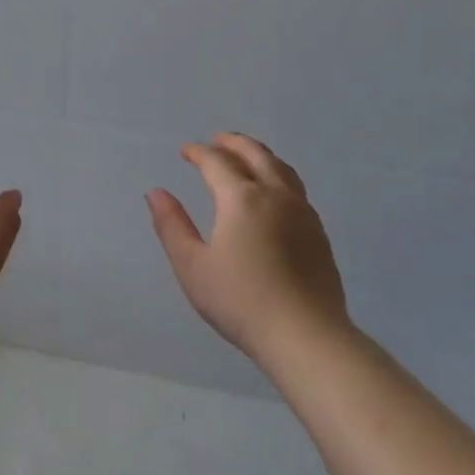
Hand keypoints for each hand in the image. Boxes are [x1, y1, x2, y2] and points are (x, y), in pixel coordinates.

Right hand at [146, 132, 350, 361]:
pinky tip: (273, 193)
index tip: (185, 150)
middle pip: (256, 155)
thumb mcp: (192, 266)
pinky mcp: (318, 233)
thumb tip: (156, 193)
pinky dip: (277, 175)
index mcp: (241, 199)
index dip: (199, 153)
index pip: (217, 163)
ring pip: (282, 169)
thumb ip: (172, 226)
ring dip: (260, 155)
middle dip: (234, 143)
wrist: (304, 334)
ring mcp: (303, 213)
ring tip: (247, 156)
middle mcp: (276, 195)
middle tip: (217, 140)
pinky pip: (295, 188)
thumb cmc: (239, 300)